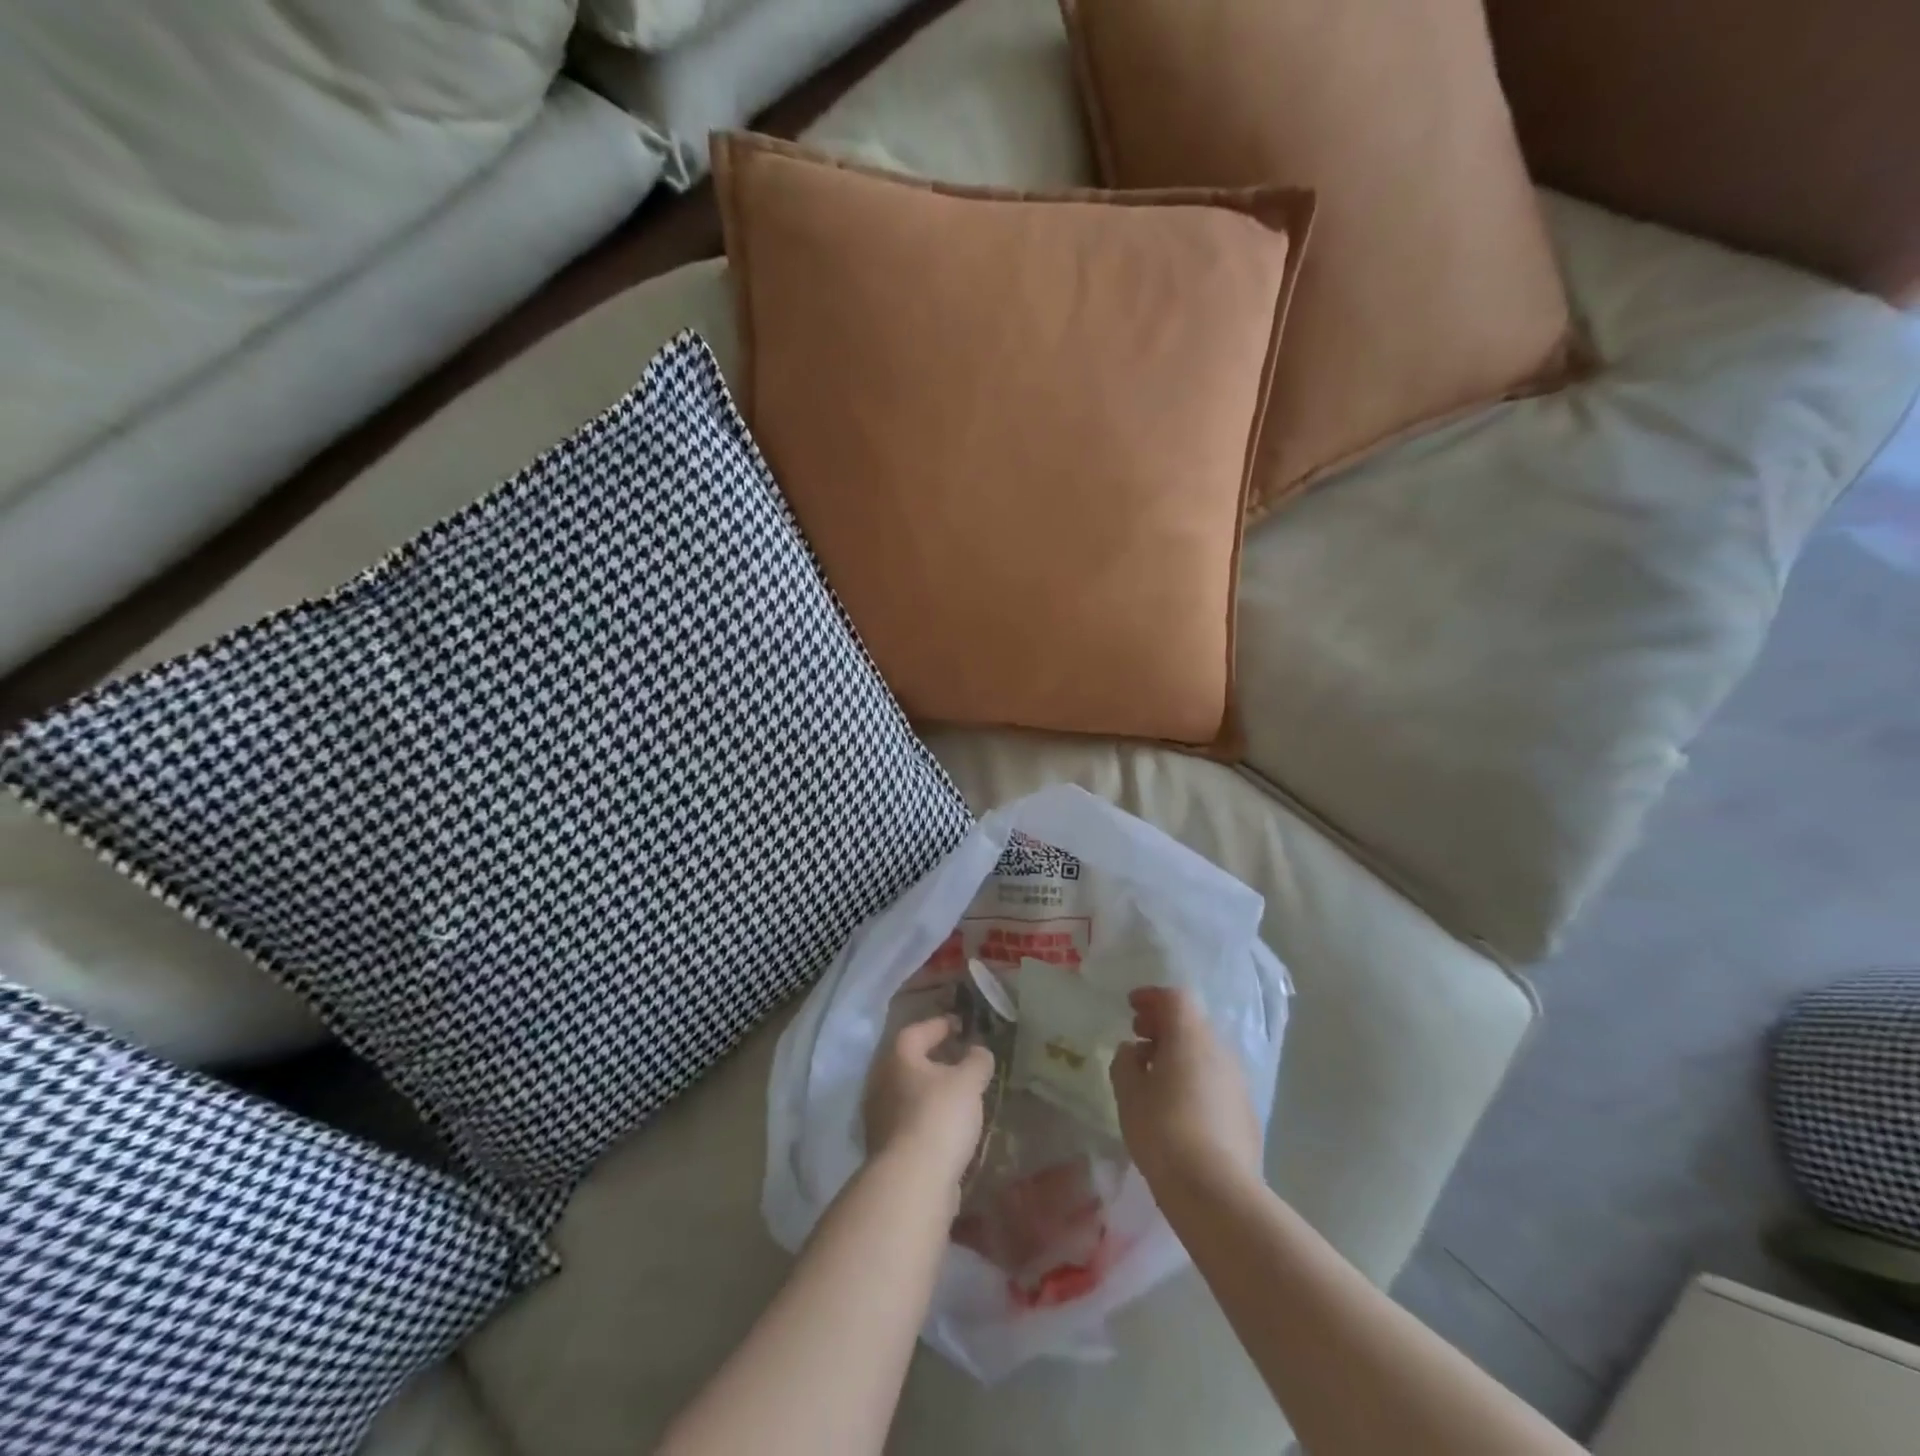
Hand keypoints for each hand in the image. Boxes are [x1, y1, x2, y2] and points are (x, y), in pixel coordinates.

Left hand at [863, 1017, 994, 1190]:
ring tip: (957, 1094)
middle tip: (958, 1058)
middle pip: (909, 1062)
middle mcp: (881, 1081)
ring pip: (908, 1092)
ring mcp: (879, 1116)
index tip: (959, 1025)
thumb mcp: (968, 1082)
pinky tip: (947, 1125)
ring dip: (930, 1090)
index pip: (918, 1031)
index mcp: (898, 1057)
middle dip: (933, 1059)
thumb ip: (977, 1061)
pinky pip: (909, 1120)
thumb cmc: (939, 1117)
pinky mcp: (886, 1147)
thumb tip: (979, 1050)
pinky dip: (927, 1116)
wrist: (912, 1182)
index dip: (940, 1025)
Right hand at [1110, 987, 1262, 1193]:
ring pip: (1205, 1054)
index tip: (1131, 1007)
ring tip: (1154, 1076)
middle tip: (1139, 1038)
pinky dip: (1194, 1079)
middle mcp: (1220, 1051)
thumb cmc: (1163, 1131)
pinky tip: (1178, 1106)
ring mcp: (1238, 1083)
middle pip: (1192, 1024)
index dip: (1151, 997)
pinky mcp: (1246, 1114)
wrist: (1217, 1193)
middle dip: (1163, 1026)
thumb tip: (1133, 1051)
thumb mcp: (1128, 1092)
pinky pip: (1216, 1081)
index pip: (1174, 998)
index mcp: (1190, 1037)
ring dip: (1179, 1054)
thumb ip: (1125, 1062)